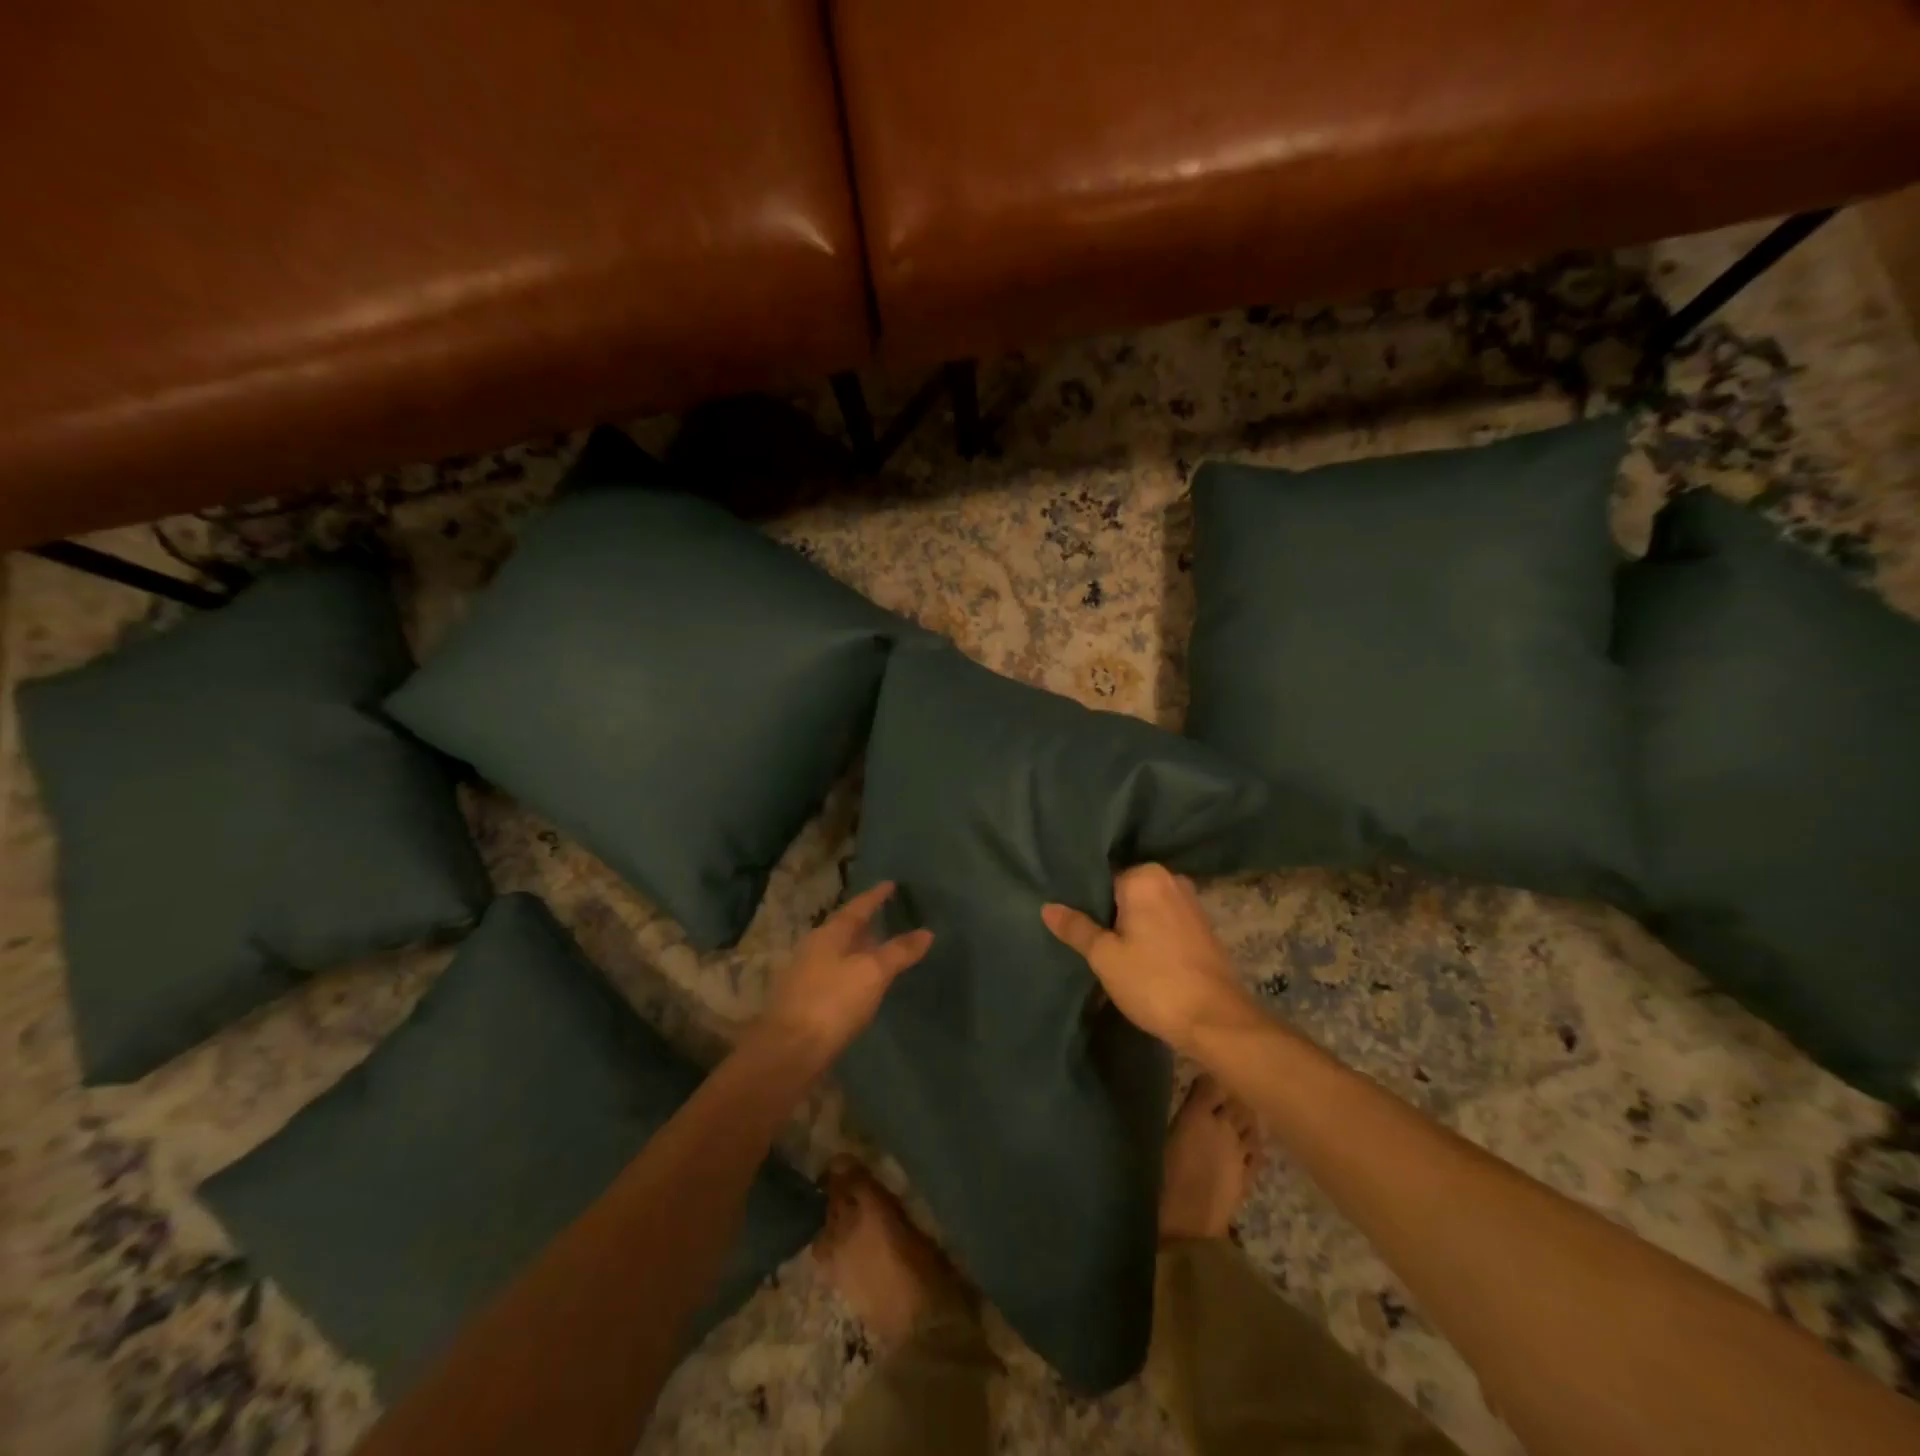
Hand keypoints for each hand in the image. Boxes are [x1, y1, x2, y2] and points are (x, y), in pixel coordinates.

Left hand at [760, 882, 932, 1061]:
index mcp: (829, 934)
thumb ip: (899, 951)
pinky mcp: (803, 1001)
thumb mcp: (873, 973)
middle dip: (865, 923)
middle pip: (844, 929)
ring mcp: (805, 975)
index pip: (857, 907)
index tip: (890, 884)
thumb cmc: (832, 1003)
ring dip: (858, 949)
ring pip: (838, 952)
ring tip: (879, 949)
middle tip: (887, 916)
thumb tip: (927, 932)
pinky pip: (834, 974)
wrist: (788, 1052)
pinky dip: (852, 971)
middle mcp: (813, 948)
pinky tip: (862, 983)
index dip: (875, 896)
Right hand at [1042, 864, 1256, 1055]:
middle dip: (1108, 911)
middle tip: (1086, 937)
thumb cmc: (1153, 982)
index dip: (1085, 901)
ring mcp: (1191, 902)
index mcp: (1145, 877)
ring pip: (1147, 907)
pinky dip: (1151, 933)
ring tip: (1108, 947)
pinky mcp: (1203, 927)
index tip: (1072, 920)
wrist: (1216, 1021)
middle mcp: (1171, 880)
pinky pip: (1166, 920)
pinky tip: (1139, 955)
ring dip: (1131, 924)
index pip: (1103, 878)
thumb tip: (1048, 907)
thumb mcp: (1105, 957)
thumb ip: (1076, 928)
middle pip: (1126, 891)